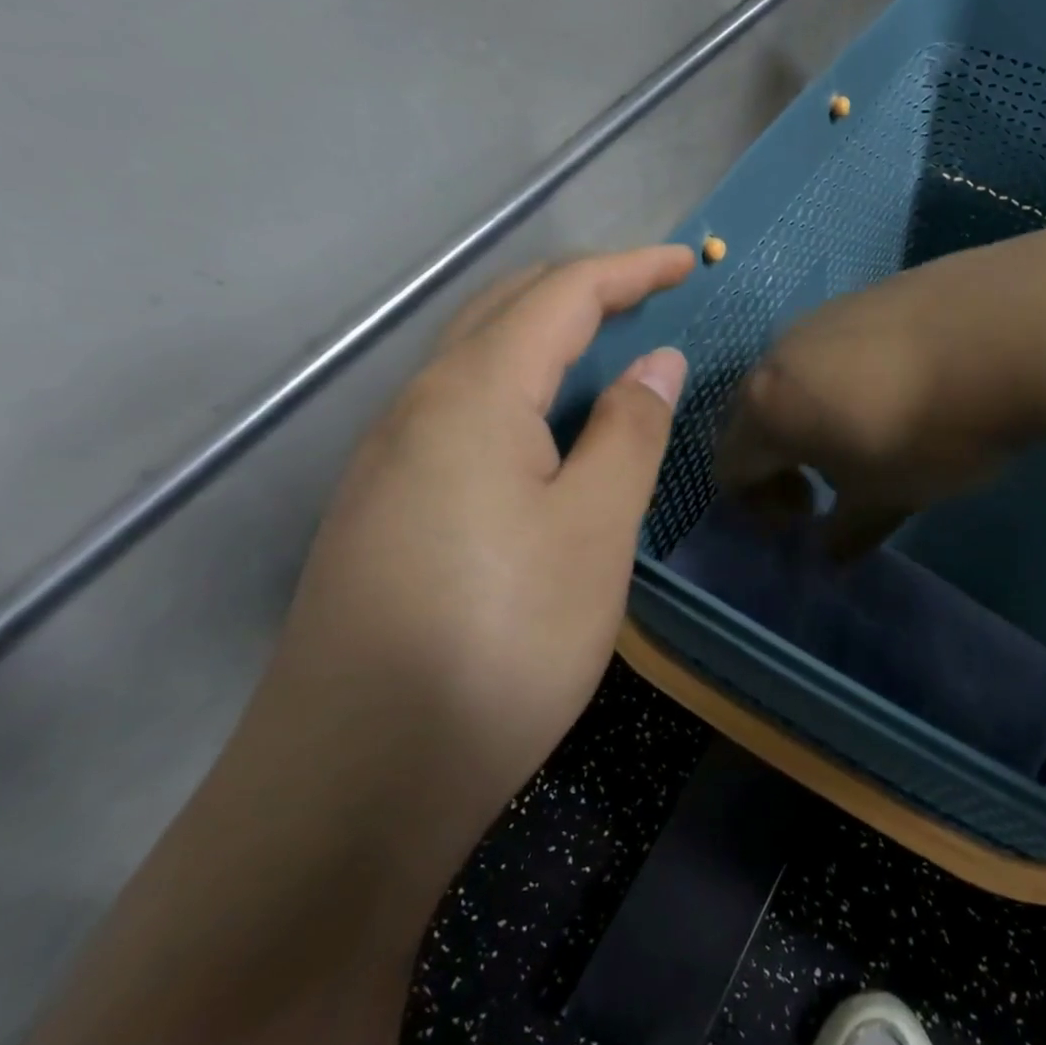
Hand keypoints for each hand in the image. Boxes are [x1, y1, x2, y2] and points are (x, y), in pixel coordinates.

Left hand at [275, 244, 694, 831]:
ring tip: (613, 351)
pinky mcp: (384, 505)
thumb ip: (629, 433)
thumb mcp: (593, 531)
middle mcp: (417, 407)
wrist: (355, 780)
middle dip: (587, 289)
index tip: (691, 264)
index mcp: (472, 395)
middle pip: (508, 309)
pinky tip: (549, 427)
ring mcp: (390, 458)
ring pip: (478, 359)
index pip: (561, 295)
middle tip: (656, 296)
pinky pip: (462, 409)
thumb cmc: (499, 642)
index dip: (631, 269)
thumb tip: (657, 363)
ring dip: (549, 336)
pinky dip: (520, 388)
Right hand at [715, 202, 1045, 557]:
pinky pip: (835, 346)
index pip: (730, 466)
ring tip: (869, 433)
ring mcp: (824, 314)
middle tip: (827, 484)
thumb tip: (829, 555)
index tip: (805, 517)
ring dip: (812, 414)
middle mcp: (781, 353)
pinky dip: (845, 378)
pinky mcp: (868, 291)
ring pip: (796, 375)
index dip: (757, 504)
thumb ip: (849, 530)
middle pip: (754, 414)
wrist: (1011, 329)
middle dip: (779, 458)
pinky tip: (902, 388)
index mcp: (767, 407)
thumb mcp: (889, 496)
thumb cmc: (932, 431)